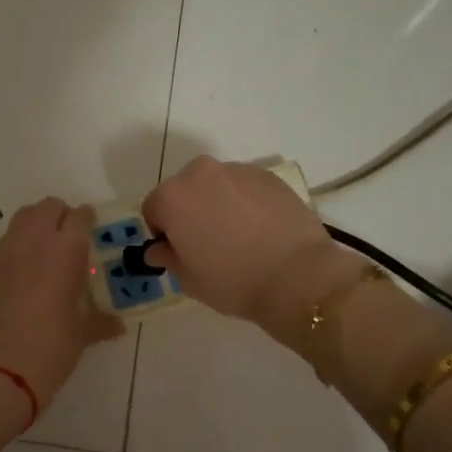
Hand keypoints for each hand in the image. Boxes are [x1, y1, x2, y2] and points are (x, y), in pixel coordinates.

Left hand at [0, 198, 123, 410]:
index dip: (88, 220)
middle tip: (69, 239)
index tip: (92, 230)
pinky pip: (3, 243)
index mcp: (66, 251)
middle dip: (61, 216)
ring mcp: (4, 252)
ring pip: (22, 219)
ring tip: (44, 252)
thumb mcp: (84, 334)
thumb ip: (102, 321)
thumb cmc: (52, 350)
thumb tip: (116, 324)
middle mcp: (34, 241)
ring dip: (36, 225)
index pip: (79, 217)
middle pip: (48, 207)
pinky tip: (21, 274)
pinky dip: (15, 247)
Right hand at [142, 156, 352, 332]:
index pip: (153, 209)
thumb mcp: (189, 279)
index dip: (162, 232)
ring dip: (217, 204)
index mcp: (173, 197)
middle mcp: (201, 173)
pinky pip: (244, 187)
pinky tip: (260, 229)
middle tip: (206, 243)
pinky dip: (244, 202)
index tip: (178, 251)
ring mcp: (238, 170)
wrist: (298, 276)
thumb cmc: (232, 281)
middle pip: (183, 190)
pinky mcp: (269, 176)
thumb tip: (160, 248)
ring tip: (238, 236)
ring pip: (215, 186)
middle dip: (188, 212)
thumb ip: (168, 257)